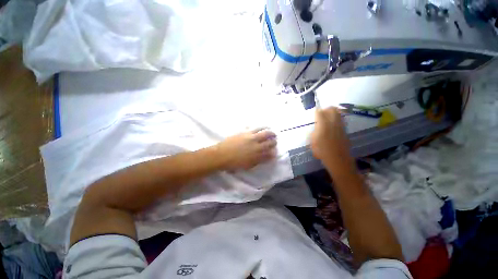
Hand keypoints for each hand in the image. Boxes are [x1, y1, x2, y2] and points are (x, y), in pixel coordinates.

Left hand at [216, 128, 276, 169]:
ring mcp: (252, 137)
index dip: (274, 152)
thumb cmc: (234, 163)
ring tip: (272, 133)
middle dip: (274, 142)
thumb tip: (265, 158)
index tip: (274, 152)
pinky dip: (263, 127)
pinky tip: (265, 127)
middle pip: (270, 142)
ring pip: (266, 133)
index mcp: (257, 156)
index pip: (270, 154)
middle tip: (275, 141)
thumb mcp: (248, 166)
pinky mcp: (246, 132)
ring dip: (271, 133)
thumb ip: (258, 161)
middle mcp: (257, 146)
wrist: (221, 155)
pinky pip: (257, 128)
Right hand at [311, 107, 350, 162]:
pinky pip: (341, 120)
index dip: (316, 112)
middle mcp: (333, 122)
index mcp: (323, 125)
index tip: (314, 114)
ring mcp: (340, 126)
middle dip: (326, 109)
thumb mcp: (312, 141)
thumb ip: (314, 132)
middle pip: (332, 109)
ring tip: (326, 119)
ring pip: (338, 113)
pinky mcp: (345, 130)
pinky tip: (332, 126)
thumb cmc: (322, 151)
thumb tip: (316, 127)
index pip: (319, 112)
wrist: (338, 159)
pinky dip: (336, 119)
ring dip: (332, 113)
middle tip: (321, 115)